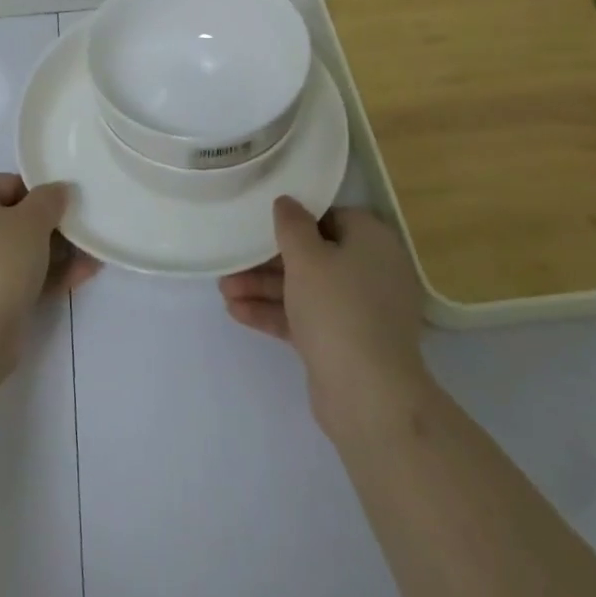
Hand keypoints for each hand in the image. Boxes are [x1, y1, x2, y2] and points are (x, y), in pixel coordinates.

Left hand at [0, 174, 98, 379]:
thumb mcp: (32, 221)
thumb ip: (50, 199)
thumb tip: (57, 190)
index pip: (7, 184)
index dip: (41, 193)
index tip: (68, 208)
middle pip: (10, 221)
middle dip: (50, 229)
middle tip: (81, 235)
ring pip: (13, 254)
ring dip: (51, 256)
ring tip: (89, 261)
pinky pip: (9, 280)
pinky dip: (39, 278)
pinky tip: (76, 280)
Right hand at [218, 197, 427, 430]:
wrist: (368, 395)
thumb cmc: (338, 307)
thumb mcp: (307, 257)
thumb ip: (292, 224)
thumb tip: (287, 202)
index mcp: (371, 241)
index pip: (330, 217)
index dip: (296, 218)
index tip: (263, 222)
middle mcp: (371, 271)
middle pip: (314, 255)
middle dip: (269, 260)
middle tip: (234, 260)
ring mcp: (359, 311)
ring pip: (306, 289)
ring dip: (265, 288)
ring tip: (223, 290)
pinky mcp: (344, 342)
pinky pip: (306, 318)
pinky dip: (275, 313)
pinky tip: (237, 312)